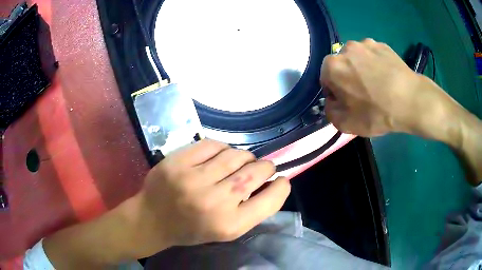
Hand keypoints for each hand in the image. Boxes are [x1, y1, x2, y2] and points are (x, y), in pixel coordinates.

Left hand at [125, 139, 290, 257]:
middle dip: (265, 167)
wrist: (152, 220)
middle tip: (260, 168)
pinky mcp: (178, 161)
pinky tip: (219, 156)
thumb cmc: (192, 230)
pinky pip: (213, 145)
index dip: (281, 186)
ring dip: (244, 157)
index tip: (279, 180)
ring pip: (237, 155)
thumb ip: (251, 210)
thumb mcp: (226, 231)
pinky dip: (222, 149)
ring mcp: (193, 179)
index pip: (271, 199)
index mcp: (229, 225)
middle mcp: (214, 202)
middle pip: (257, 171)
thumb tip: (272, 182)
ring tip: (239, 163)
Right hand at [320, 38, 439, 136]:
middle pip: (341, 67)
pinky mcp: (382, 45)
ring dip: (361, 69)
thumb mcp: (346, 124)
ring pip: (357, 59)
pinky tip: (386, 77)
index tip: (349, 104)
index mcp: (332, 66)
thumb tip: (332, 102)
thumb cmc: (377, 112)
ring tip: (378, 85)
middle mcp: (345, 49)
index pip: (325, 80)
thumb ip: (329, 112)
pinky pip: (373, 55)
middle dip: (347, 79)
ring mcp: (366, 44)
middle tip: (364, 95)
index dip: (335, 94)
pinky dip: (375, 64)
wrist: (411, 101)